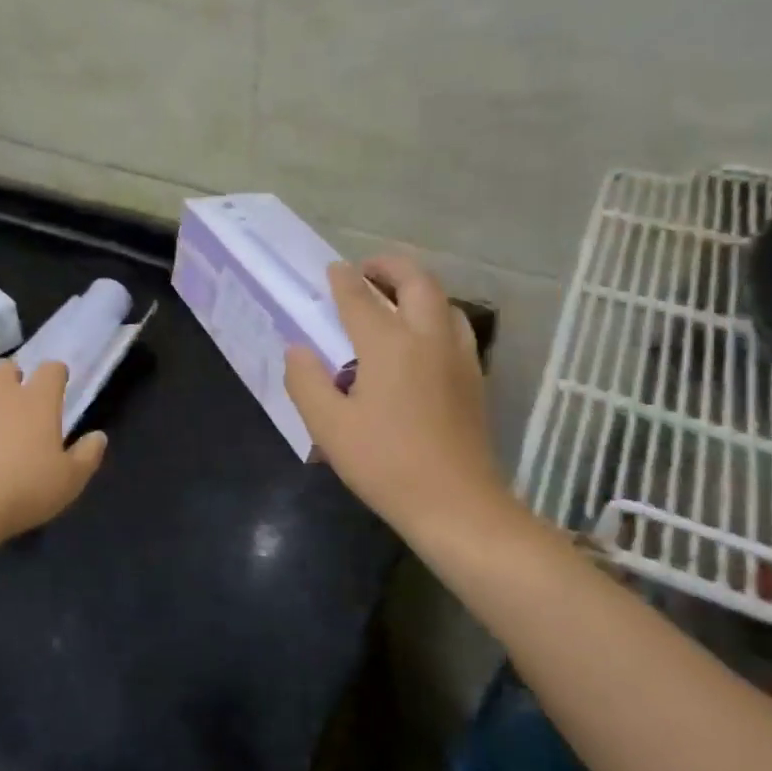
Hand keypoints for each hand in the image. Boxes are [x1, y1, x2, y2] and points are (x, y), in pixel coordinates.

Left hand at [0, 360, 106, 542]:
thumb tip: (99, 436)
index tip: (57, 386)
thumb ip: (88, 455)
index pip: (52, 369)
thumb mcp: (70, 481)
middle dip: (11, 378)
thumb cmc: (24, 491)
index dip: (56, 375)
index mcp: (37, 400)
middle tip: (16, 402)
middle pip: (5, 366)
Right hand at [284, 257, 519, 552]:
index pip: (361, 298)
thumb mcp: (328, 426)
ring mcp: (458, 357)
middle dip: (391, 266)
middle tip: (367, 271)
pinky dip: (435, 315)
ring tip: (394, 300)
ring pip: (444, 302)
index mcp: (388, 345)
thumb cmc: (384, 463)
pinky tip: (420, 341)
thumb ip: (306, 381)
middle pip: (417, 282)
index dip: (343, 280)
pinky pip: (455, 328)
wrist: (456, 504)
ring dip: (418, 289)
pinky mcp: (474, 378)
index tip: (333, 269)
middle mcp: (428, 338)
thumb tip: (298, 350)